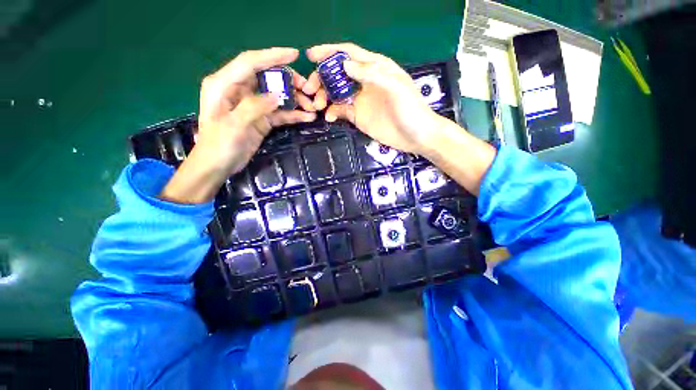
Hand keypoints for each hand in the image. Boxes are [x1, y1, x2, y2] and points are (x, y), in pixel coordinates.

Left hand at [161, 47, 315, 203]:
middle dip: (289, 81)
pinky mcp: (262, 119)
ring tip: (312, 107)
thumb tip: (277, 97)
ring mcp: (252, 105)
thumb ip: (254, 108)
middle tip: (308, 89)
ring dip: (295, 99)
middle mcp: (239, 90)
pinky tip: (307, 117)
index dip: (272, 56)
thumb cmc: (218, 145)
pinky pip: (280, 113)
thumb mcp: (233, 126)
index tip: (295, 54)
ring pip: (277, 95)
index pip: (250, 62)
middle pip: (267, 77)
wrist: (218, 166)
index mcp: (224, 84)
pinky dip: (293, 115)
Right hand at [303, 43, 441, 155]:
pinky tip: (329, 117)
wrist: (416, 136)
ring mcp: (361, 100)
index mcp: (375, 68)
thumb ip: (371, 74)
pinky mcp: (359, 117)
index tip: (310, 56)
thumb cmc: (410, 109)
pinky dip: (332, 112)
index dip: (329, 52)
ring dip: (324, 96)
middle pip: (338, 74)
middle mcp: (365, 82)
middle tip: (309, 90)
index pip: (349, 54)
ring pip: (336, 93)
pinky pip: (341, 111)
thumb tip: (344, 65)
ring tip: (317, 105)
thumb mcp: (395, 87)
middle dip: (321, 78)